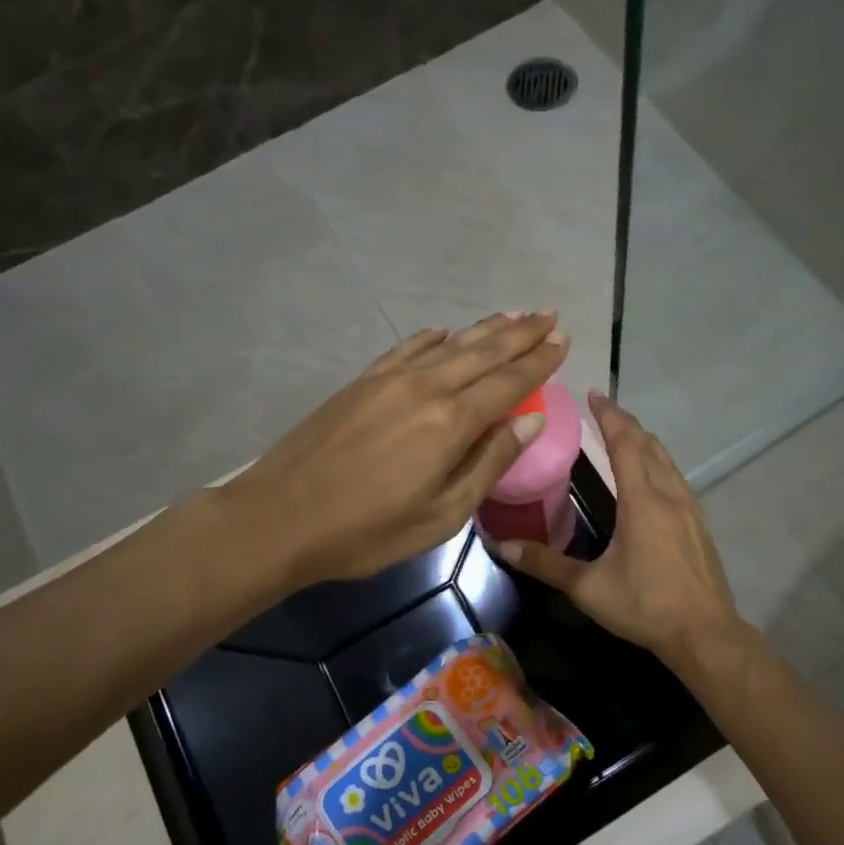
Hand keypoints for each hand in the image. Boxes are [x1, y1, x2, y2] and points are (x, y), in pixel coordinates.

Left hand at [226, 312, 568, 586]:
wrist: (280, 516)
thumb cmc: (368, 530)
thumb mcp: (442, 514)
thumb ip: (489, 462)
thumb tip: (532, 420)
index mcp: (451, 422)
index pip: (509, 382)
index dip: (539, 361)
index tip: (563, 339)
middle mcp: (426, 387)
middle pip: (483, 352)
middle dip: (521, 333)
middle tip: (549, 314)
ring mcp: (389, 379)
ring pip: (449, 344)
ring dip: (485, 328)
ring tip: (513, 314)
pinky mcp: (361, 382)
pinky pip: (407, 348)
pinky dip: (431, 338)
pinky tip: (444, 331)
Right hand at [496, 391, 748, 674]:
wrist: (705, 633)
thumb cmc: (645, 605)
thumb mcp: (588, 587)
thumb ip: (545, 564)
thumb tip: (501, 544)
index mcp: (642, 500)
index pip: (624, 443)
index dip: (609, 415)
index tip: (593, 394)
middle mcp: (668, 493)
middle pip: (647, 443)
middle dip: (624, 422)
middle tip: (602, 409)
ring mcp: (689, 507)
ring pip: (666, 458)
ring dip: (643, 440)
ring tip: (623, 434)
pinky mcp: (698, 522)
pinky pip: (675, 476)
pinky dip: (657, 461)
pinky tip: (650, 476)